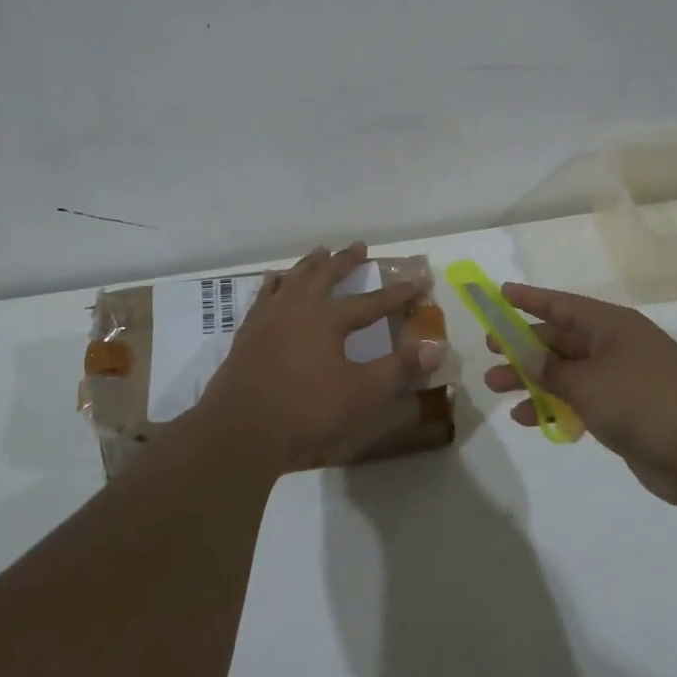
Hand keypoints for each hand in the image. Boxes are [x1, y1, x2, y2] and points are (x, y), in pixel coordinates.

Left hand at [193, 242, 445, 472]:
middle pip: (325, 276)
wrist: (240, 430)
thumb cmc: (306, 411)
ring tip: (319, 252)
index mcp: (327, 319)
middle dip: (345, 261)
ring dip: (309, 265)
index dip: (398, 293)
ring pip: (292, 280)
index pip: (372, 302)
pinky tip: (274, 281)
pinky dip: (274, 284)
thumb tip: (436, 347)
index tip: (419, 280)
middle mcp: (297, 308)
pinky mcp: (247, 334)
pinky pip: (264, 296)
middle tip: (359, 246)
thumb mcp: (362, 393)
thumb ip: (399, 368)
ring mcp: (268, 318)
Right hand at [481, 283, 676, 504]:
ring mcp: (623, 380)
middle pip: (561, 339)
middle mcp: (617, 347)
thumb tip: (524, 352)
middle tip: (489, 350)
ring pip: (567, 372)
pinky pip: (580, 400)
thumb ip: (550, 369)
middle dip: (523, 345)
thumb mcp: (587, 382)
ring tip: (496, 387)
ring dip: (532, 379)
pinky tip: (527, 418)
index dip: (530, 299)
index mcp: (612, 326)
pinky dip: (554, 406)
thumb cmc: (643, 402)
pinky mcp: (626, 412)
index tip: (499, 294)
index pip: (562, 305)